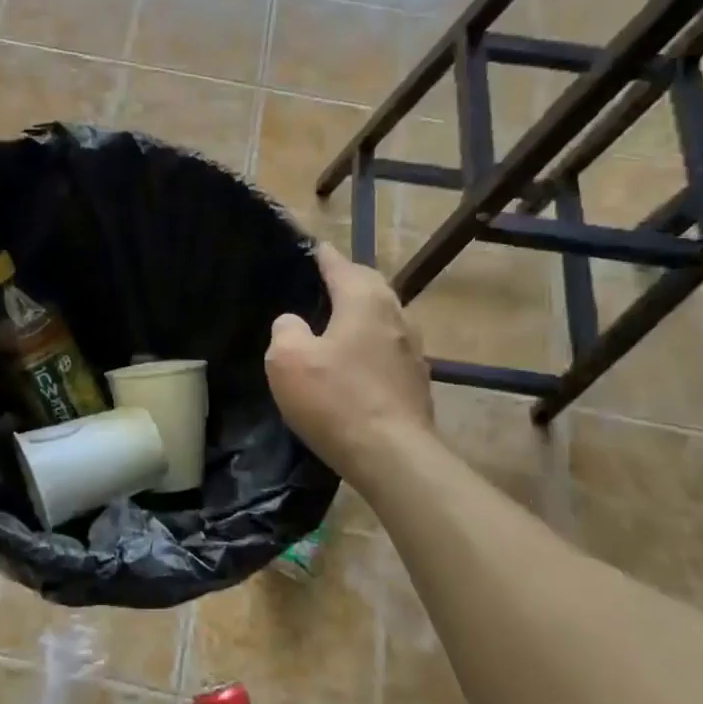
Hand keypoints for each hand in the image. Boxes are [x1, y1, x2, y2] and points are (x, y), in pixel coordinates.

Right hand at [265, 241, 434, 487]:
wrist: (392, 455)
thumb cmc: (336, 400)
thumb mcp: (288, 360)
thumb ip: (286, 330)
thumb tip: (294, 323)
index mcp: (365, 301)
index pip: (341, 265)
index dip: (322, 255)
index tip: (311, 247)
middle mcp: (396, 316)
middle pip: (370, 286)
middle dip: (347, 279)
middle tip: (321, 283)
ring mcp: (412, 349)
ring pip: (383, 316)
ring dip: (361, 312)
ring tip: (335, 320)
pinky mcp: (416, 380)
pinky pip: (388, 346)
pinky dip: (369, 342)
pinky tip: (354, 360)